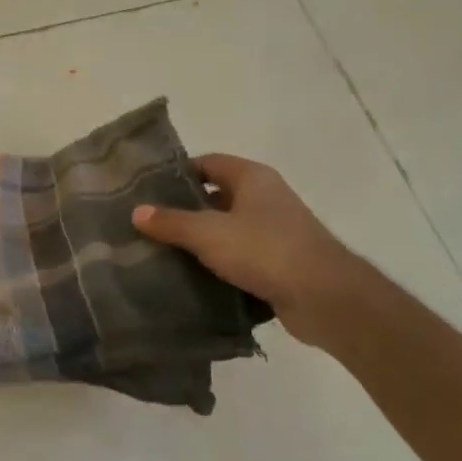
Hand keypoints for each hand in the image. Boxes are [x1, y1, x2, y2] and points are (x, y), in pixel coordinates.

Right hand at [132, 154, 357, 345]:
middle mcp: (265, 198)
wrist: (324, 297)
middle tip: (149, 225)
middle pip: (216, 196)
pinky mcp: (278, 263)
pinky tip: (192, 278)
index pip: (208, 163)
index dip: (178, 173)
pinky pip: (240, 257)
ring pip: (227, 229)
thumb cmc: (264, 250)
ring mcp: (275, 231)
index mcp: (252, 178)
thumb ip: (171, 222)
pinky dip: (219, 265)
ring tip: (162, 253)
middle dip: (185, 210)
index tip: (148, 191)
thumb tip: (137, 211)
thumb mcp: (209, 233)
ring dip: (201, 241)